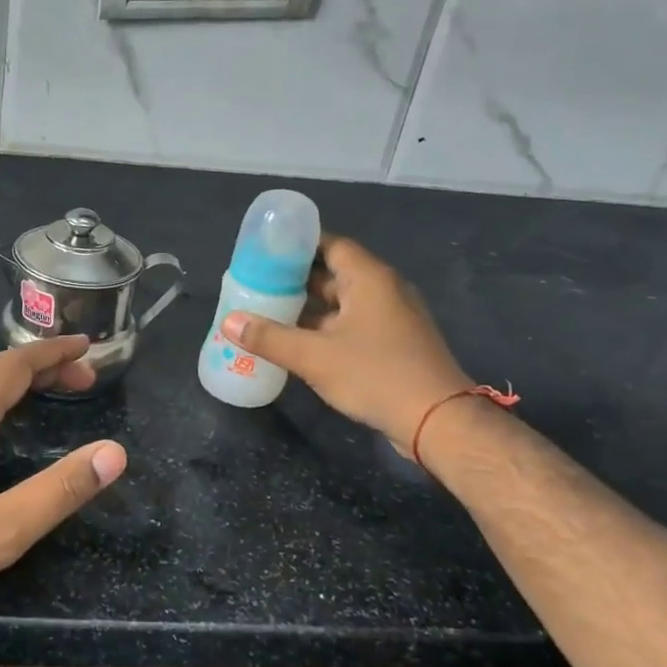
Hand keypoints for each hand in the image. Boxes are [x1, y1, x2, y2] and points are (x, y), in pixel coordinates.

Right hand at [222, 234, 471, 456]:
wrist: (437, 422)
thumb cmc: (375, 375)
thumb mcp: (314, 357)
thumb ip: (269, 337)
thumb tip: (229, 321)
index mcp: (369, 279)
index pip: (330, 244)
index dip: (297, 245)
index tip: (264, 250)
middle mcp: (383, 290)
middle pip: (333, 273)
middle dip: (295, 278)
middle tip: (256, 283)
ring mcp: (392, 318)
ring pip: (342, 302)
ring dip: (308, 307)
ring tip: (267, 311)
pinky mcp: (394, 343)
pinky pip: (352, 324)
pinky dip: (325, 327)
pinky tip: (297, 342)